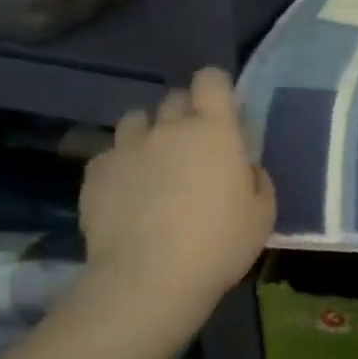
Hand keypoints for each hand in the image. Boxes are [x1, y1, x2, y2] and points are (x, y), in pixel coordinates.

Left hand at [77, 68, 274, 333]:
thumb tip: (241, 168)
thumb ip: (254, 178)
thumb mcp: (262, 213)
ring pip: (137, 120)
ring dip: (150, 133)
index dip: (217, 88)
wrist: (149, 278)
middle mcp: (168, 127)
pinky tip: (128, 193)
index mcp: (214, 130)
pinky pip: (111, 154)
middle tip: (195, 146)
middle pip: (174, 98)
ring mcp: (126, 148)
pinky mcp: (95, 173)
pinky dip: (122, 164)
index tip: (224, 111)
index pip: (211, 80)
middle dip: (186, 114)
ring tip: (156, 163)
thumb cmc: (220, 244)